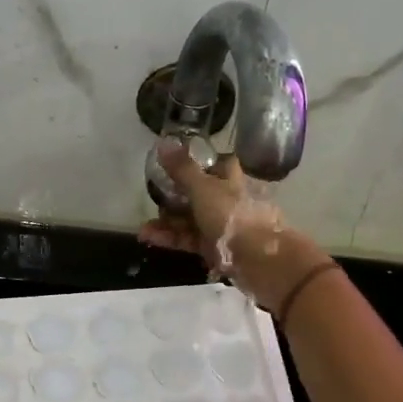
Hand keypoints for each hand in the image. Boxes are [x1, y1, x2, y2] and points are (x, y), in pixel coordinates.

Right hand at [139, 139, 333, 310]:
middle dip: (172, 197)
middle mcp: (227, 200)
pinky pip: (188, 239)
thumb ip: (182, 169)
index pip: (215, 165)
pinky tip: (149, 237)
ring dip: (166, 222)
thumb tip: (163, 142)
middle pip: (197, 194)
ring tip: (144, 228)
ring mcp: (221, 225)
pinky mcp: (214, 248)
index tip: (171, 166)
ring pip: (190, 219)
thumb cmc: (233, 215)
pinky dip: (170, 238)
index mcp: (231, 179)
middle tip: (151, 200)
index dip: (196, 164)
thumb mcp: (203, 188)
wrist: (258, 259)